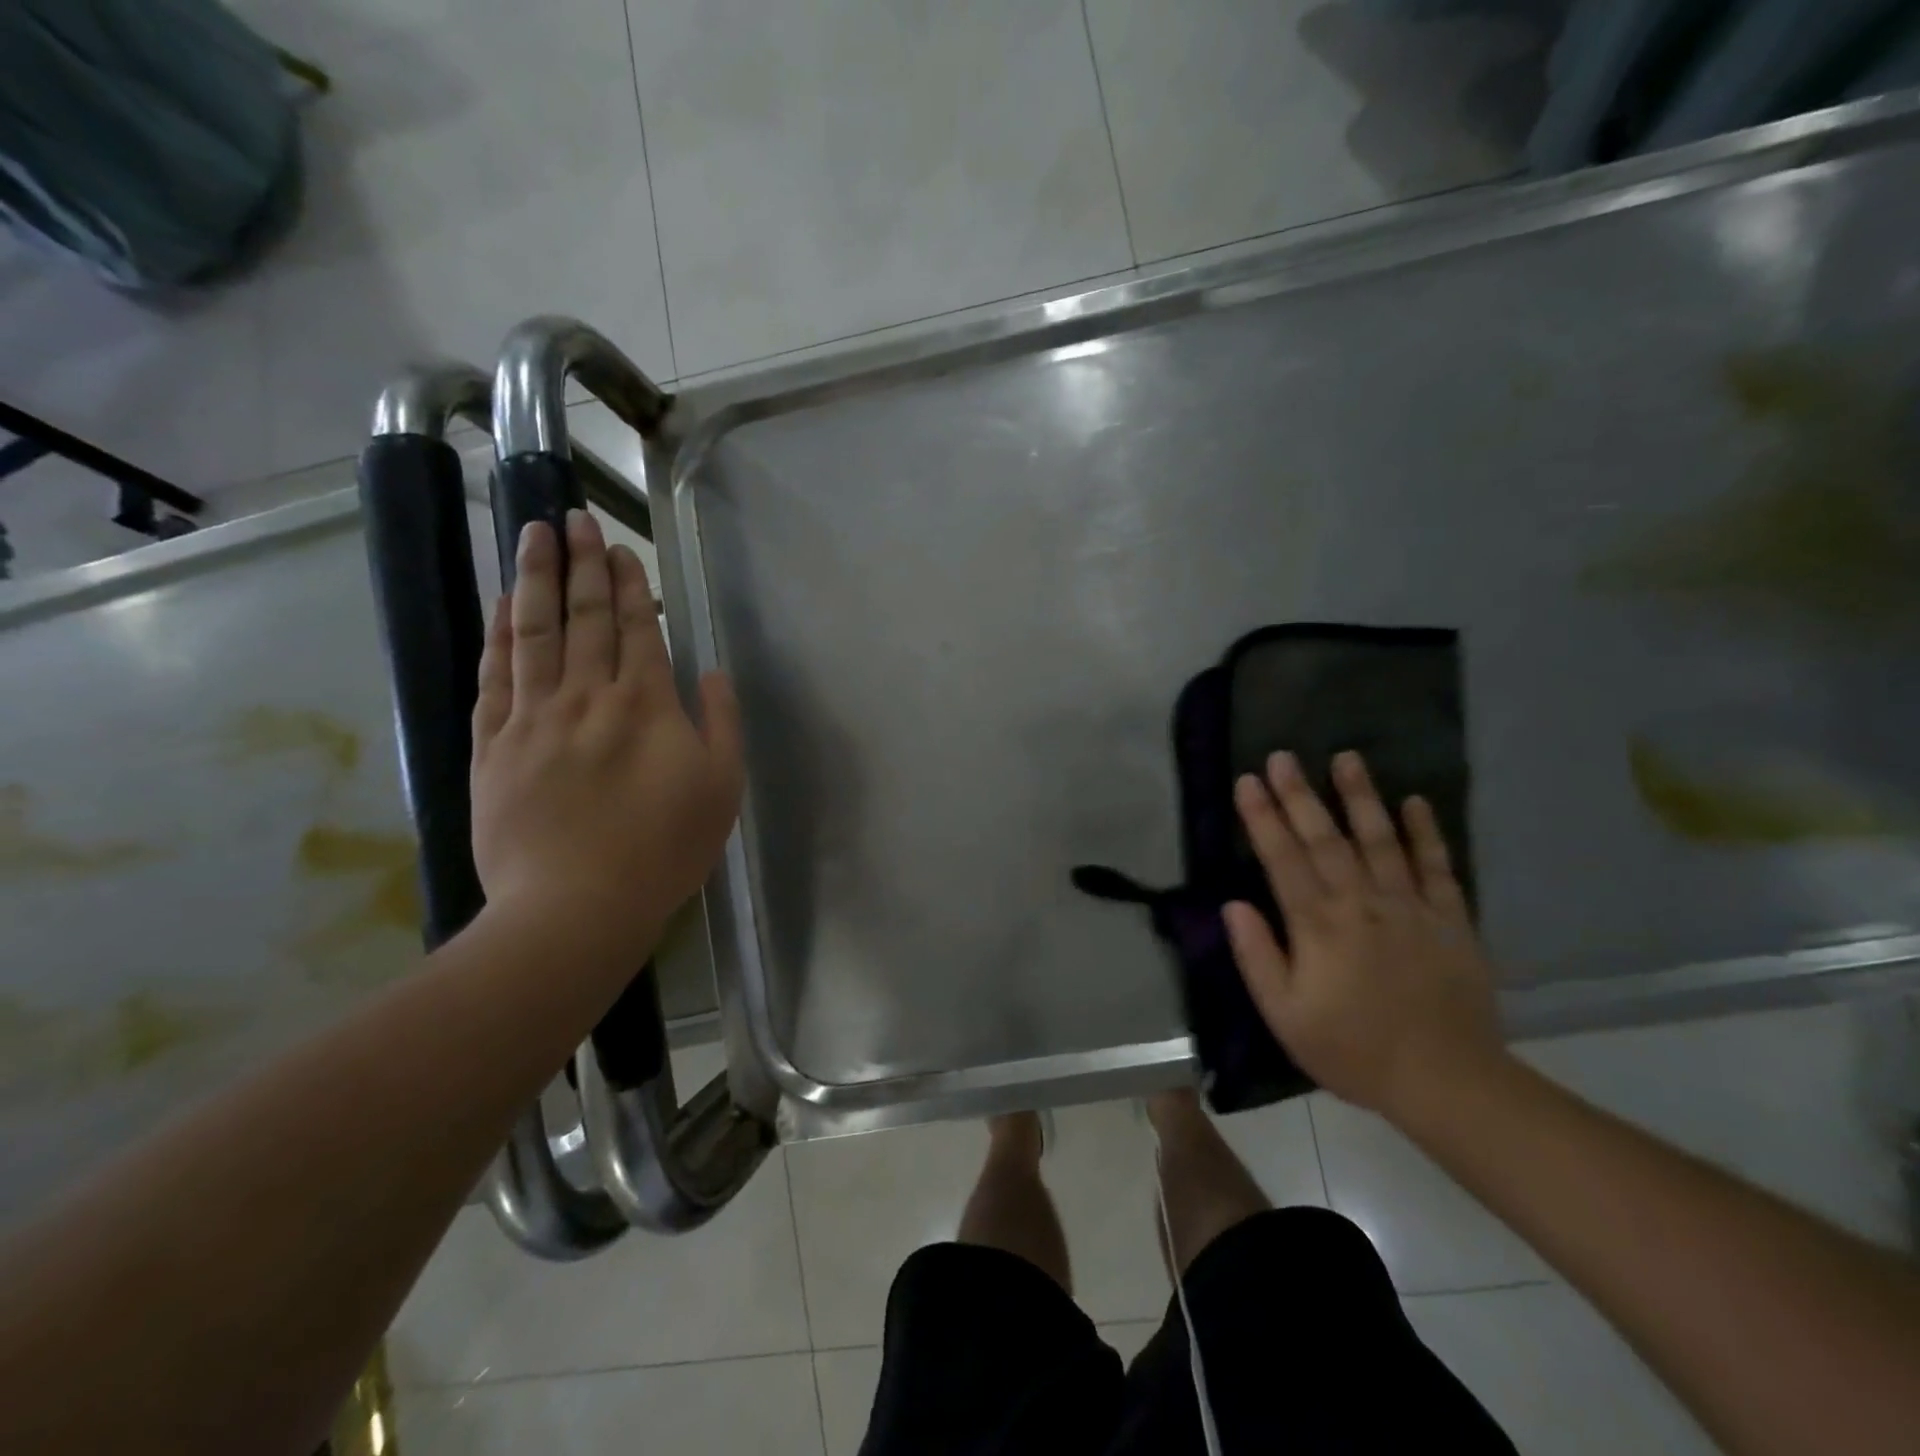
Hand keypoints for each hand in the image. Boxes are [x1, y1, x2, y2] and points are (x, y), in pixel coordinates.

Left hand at [470, 511, 743, 962]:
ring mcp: (533, 718)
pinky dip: (499, 635)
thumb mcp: (721, 788)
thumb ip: (721, 724)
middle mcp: (587, 697)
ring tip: (533, 535)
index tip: (619, 548)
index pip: (636, 629)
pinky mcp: (493, 746)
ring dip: (536, 580)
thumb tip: (710, 674)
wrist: (576, 906)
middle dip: (582, 564)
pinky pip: (495, 676)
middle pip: (585, 618)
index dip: (629, 586)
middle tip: (572, 517)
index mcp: (646, 706)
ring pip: (534, 634)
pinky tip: (504, 605)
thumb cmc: (664, 849)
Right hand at [1223, 750, 1505, 1120]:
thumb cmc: (1353, 1050)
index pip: (1282, 859)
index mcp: (1318, 925)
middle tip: (1282, 756)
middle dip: (1299, 795)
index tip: (1247, 781)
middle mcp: (1361, 903)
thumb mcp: (1285, 1015)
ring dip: (1360, 797)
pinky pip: (1438, 867)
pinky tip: (1415, 802)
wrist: (1447, 1081)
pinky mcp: (1451, 919)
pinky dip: (1427, 833)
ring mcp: (1410, 907)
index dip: (1262, 818)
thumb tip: (1232, 904)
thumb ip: (1257, 956)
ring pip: (1380, 840)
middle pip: (1325, 839)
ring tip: (1346, 758)